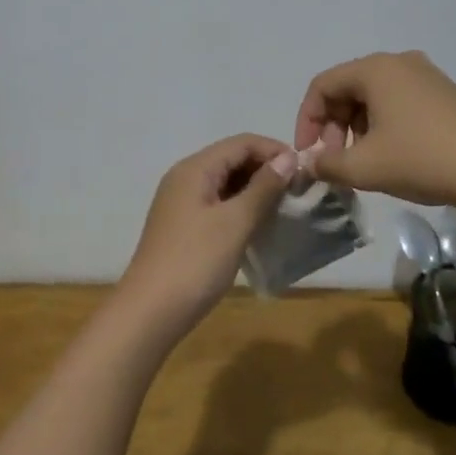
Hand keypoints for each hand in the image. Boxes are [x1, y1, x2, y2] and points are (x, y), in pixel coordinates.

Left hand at [118, 133, 294, 338]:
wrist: (150, 311)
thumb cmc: (195, 262)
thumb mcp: (235, 222)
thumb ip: (263, 188)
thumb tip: (288, 158)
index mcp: (195, 168)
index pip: (241, 142)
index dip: (274, 150)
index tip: (305, 172)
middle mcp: (185, 177)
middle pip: (232, 158)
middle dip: (266, 169)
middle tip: (298, 192)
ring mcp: (181, 202)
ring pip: (225, 182)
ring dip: (255, 190)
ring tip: (284, 208)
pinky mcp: (183, 225)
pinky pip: (217, 203)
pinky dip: (240, 207)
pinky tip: (259, 225)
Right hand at [293, 51, 455, 209]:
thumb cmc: (423, 159)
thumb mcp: (365, 168)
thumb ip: (327, 165)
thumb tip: (311, 164)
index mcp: (375, 69)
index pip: (322, 86)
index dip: (307, 120)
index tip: (308, 154)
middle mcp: (399, 63)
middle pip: (347, 88)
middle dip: (333, 126)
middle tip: (336, 162)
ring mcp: (426, 76)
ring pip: (373, 97)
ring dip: (357, 128)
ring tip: (363, 163)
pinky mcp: (444, 94)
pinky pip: (398, 102)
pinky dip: (382, 125)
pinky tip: (392, 156)